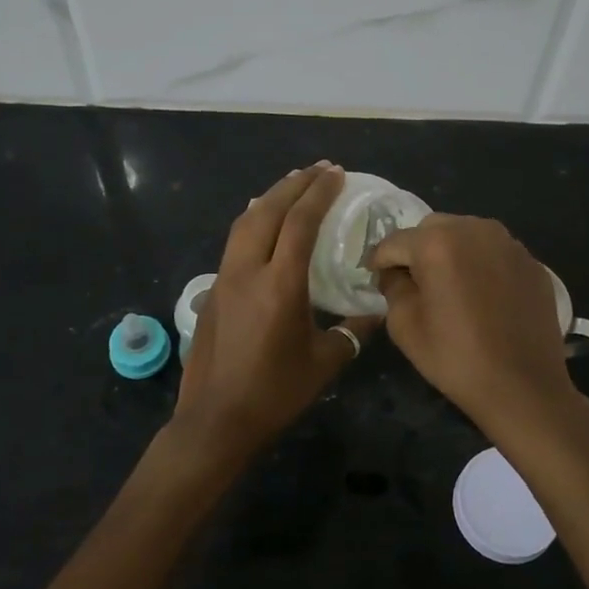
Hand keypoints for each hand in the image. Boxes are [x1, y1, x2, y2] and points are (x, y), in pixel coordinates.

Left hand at [171, 163, 379, 466]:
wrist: (216, 420)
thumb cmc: (275, 392)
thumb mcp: (324, 363)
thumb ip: (352, 332)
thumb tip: (376, 312)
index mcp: (280, 284)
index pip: (300, 222)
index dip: (319, 193)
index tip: (337, 174)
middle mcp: (248, 270)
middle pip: (268, 210)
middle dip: (295, 184)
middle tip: (319, 169)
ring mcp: (225, 279)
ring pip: (245, 222)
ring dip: (270, 198)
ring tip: (292, 184)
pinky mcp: (213, 291)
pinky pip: (234, 242)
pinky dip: (253, 220)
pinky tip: (262, 223)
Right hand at [368, 214, 586, 448]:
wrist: (525, 387)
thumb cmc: (457, 358)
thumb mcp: (405, 326)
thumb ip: (393, 287)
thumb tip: (395, 273)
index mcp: (438, 242)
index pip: (395, 241)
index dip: (380, 260)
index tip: (376, 278)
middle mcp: (475, 229)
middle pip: (432, 228)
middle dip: (418, 250)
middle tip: (416, 283)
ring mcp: (509, 244)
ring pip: (467, 234)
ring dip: (452, 252)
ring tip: (451, 287)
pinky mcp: (532, 262)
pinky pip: (495, 252)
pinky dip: (482, 265)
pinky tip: (483, 297)